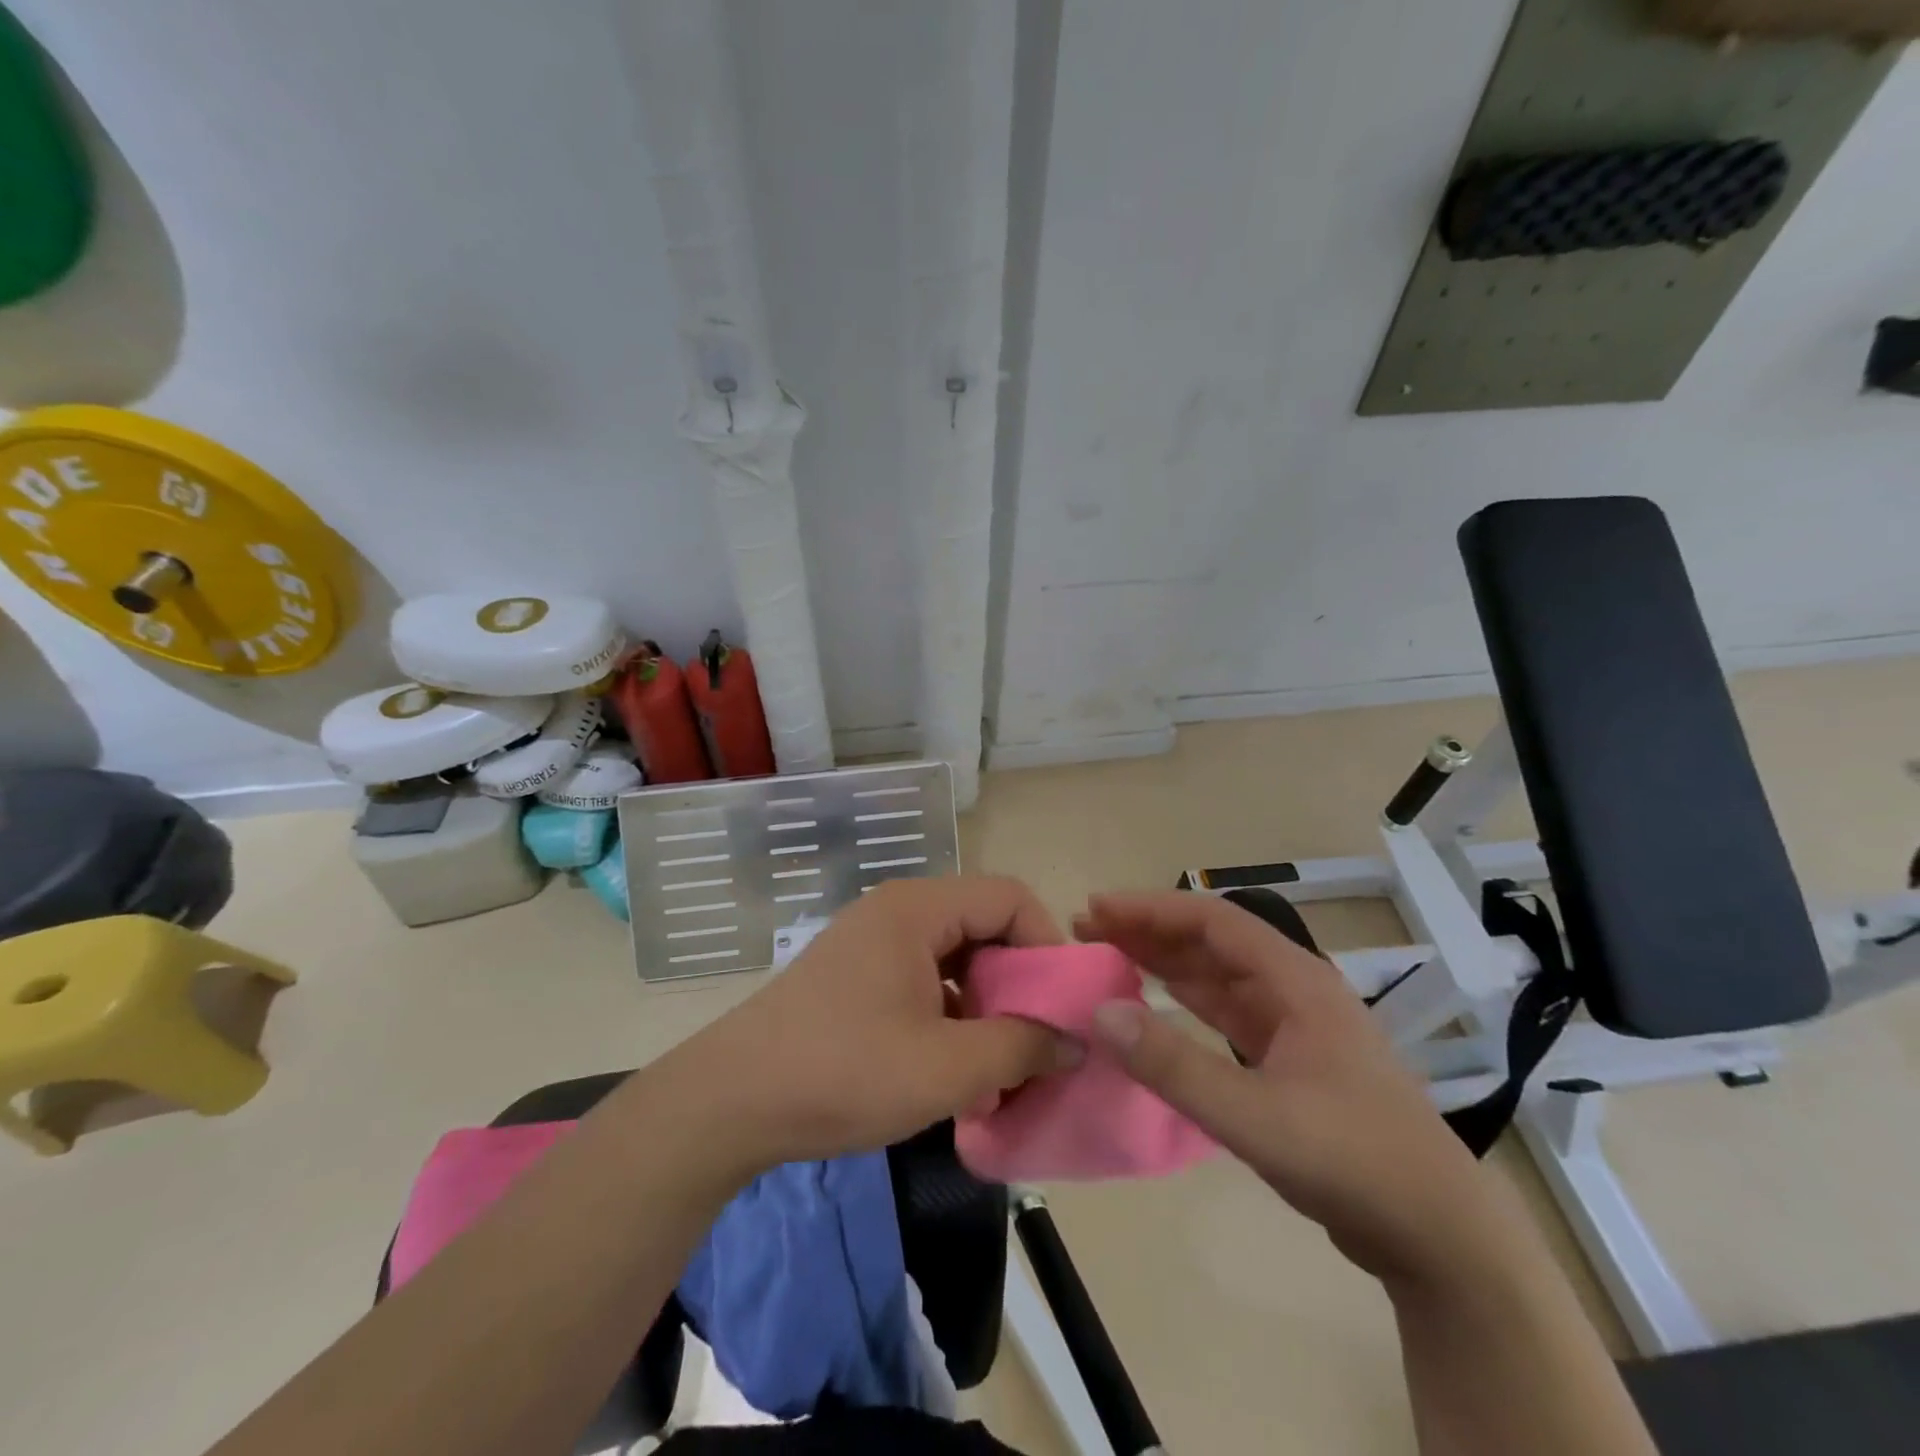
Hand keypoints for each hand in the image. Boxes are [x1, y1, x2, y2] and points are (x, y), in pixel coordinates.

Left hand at [661, 876, 1081, 1174]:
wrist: (730, 1103)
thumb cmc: (843, 1072)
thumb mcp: (946, 1068)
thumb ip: (1021, 1048)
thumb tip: (1075, 1043)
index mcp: (918, 908)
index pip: (1010, 897)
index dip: (1048, 945)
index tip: (1064, 1006)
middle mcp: (897, 911)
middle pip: (984, 924)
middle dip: (1020, 981)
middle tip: (1039, 1040)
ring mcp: (874, 943)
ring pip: (957, 957)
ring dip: (987, 1004)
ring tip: (1001, 1063)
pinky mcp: (858, 976)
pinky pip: (926, 979)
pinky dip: (953, 1015)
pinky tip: (956, 1067)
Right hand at [1074, 891, 1505, 1284]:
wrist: (1441, 1237)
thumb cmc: (1354, 1160)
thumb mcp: (1255, 1116)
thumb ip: (1173, 1066)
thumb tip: (1099, 1012)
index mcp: (1295, 980)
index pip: (1211, 920)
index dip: (1149, 909)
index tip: (1096, 909)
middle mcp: (1294, 989)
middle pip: (1211, 942)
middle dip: (1149, 930)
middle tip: (1089, 931)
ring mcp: (1295, 1026)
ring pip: (1217, 976)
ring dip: (1165, 963)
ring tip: (1110, 956)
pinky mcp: (1291, 1062)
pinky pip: (1226, 1013)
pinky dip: (1186, 1003)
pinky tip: (1156, 1006)